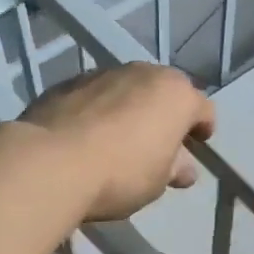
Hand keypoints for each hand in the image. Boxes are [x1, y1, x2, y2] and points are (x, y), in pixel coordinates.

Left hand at [20, 64, 214, 221]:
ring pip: (127, 89)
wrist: (51, 163)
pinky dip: (97, 110)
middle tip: (157, 143)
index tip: (198, 144)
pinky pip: (94, 96)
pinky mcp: (67, 82)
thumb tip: (182, 166)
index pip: (202, 108)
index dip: (202, 127)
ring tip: (118, 139)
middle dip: (164, 114)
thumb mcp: (158, 181)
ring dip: (129, 109)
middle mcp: (142, 72)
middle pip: (163, 92)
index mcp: (175, 94)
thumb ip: (174, 168)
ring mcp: (102, 73)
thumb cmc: (121, 174)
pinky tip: (87, 136)